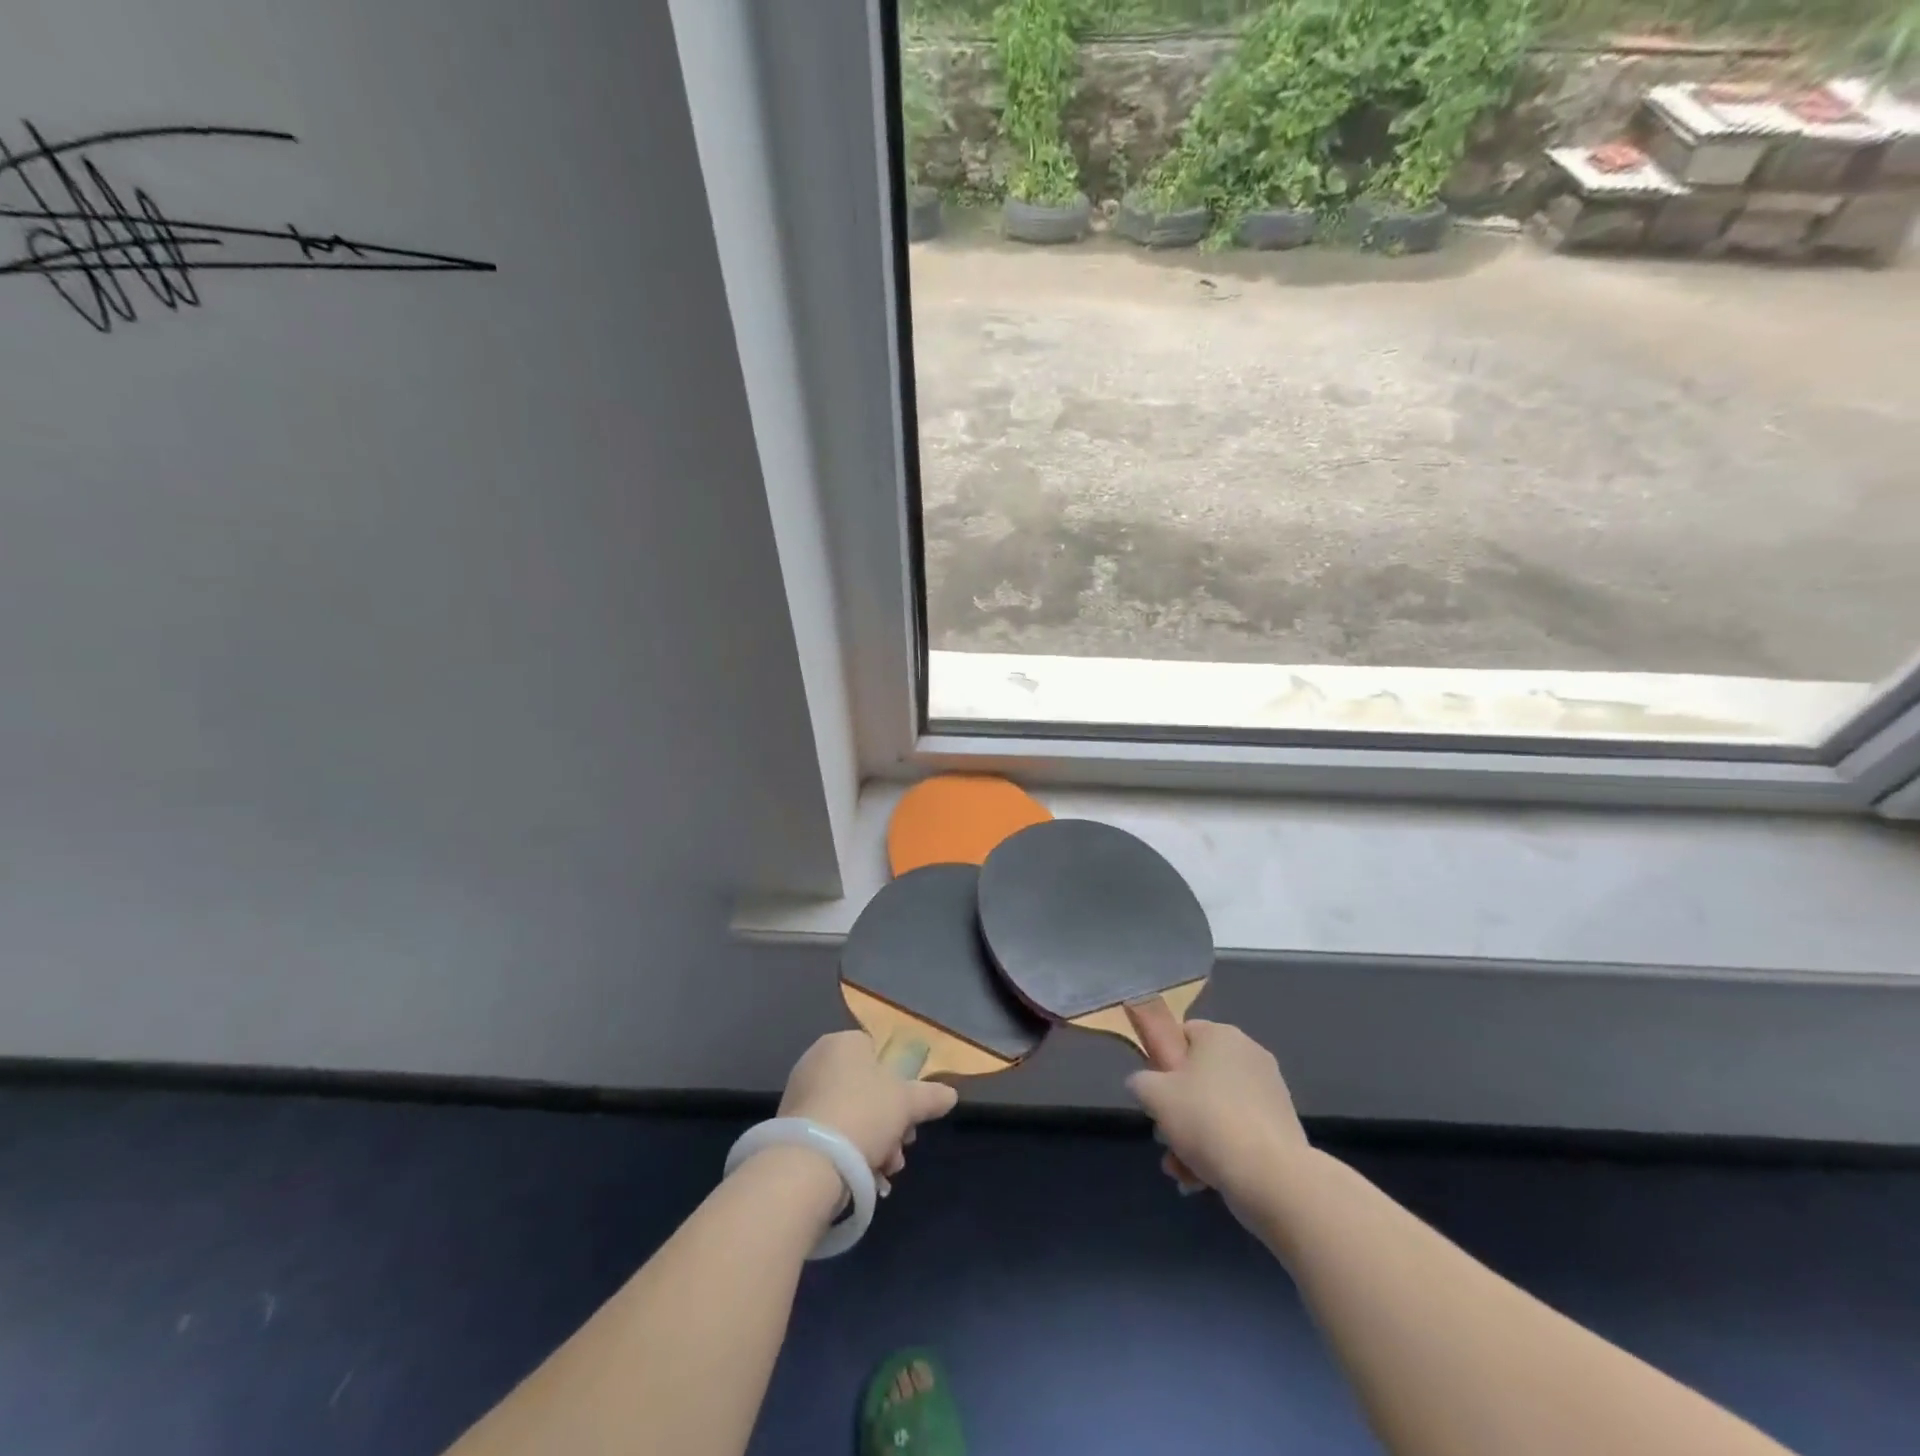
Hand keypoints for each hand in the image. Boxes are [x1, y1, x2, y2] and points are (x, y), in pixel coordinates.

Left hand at [779, 1030, 958, 1185]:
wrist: (809, 1162)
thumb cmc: (864, 1113)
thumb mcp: (908, 1102)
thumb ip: (930, 1096)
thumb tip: (951, 1095)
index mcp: (843, 1043)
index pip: (876, 1053)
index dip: (898, 1084)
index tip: (910, 1115)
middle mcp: (817, 1061)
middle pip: (865, 1089)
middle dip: (889, 1122)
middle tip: (900, 1149)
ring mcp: (800, 1095)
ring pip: (850, 1115)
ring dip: (873, 1143)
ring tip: (885, 1172)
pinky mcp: (789, 1129)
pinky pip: (829, 1135)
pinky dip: (848, 1153)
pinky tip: (865, 1179)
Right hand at [1126, 1020, 1308, 1207]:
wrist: (1271, 1178)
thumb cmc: (1207, 1120)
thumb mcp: (1154, 1095)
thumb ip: (1140, 1082)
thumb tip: (1143, 1084)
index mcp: (1221, 1035)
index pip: (1182, 1034)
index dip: (1162, 1062)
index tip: (1154, 1092)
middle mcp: (1249, 1055)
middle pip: (1198, 1077)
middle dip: (1176, 1111)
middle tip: (1164, 1137)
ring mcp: (1269, 1092)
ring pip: (1216, 1109)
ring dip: (1193, 1138)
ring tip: (1180, 1170)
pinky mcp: (1281, 1127)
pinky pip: (1238, 1131)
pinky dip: (1220, 1151)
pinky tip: (1201, 1181)